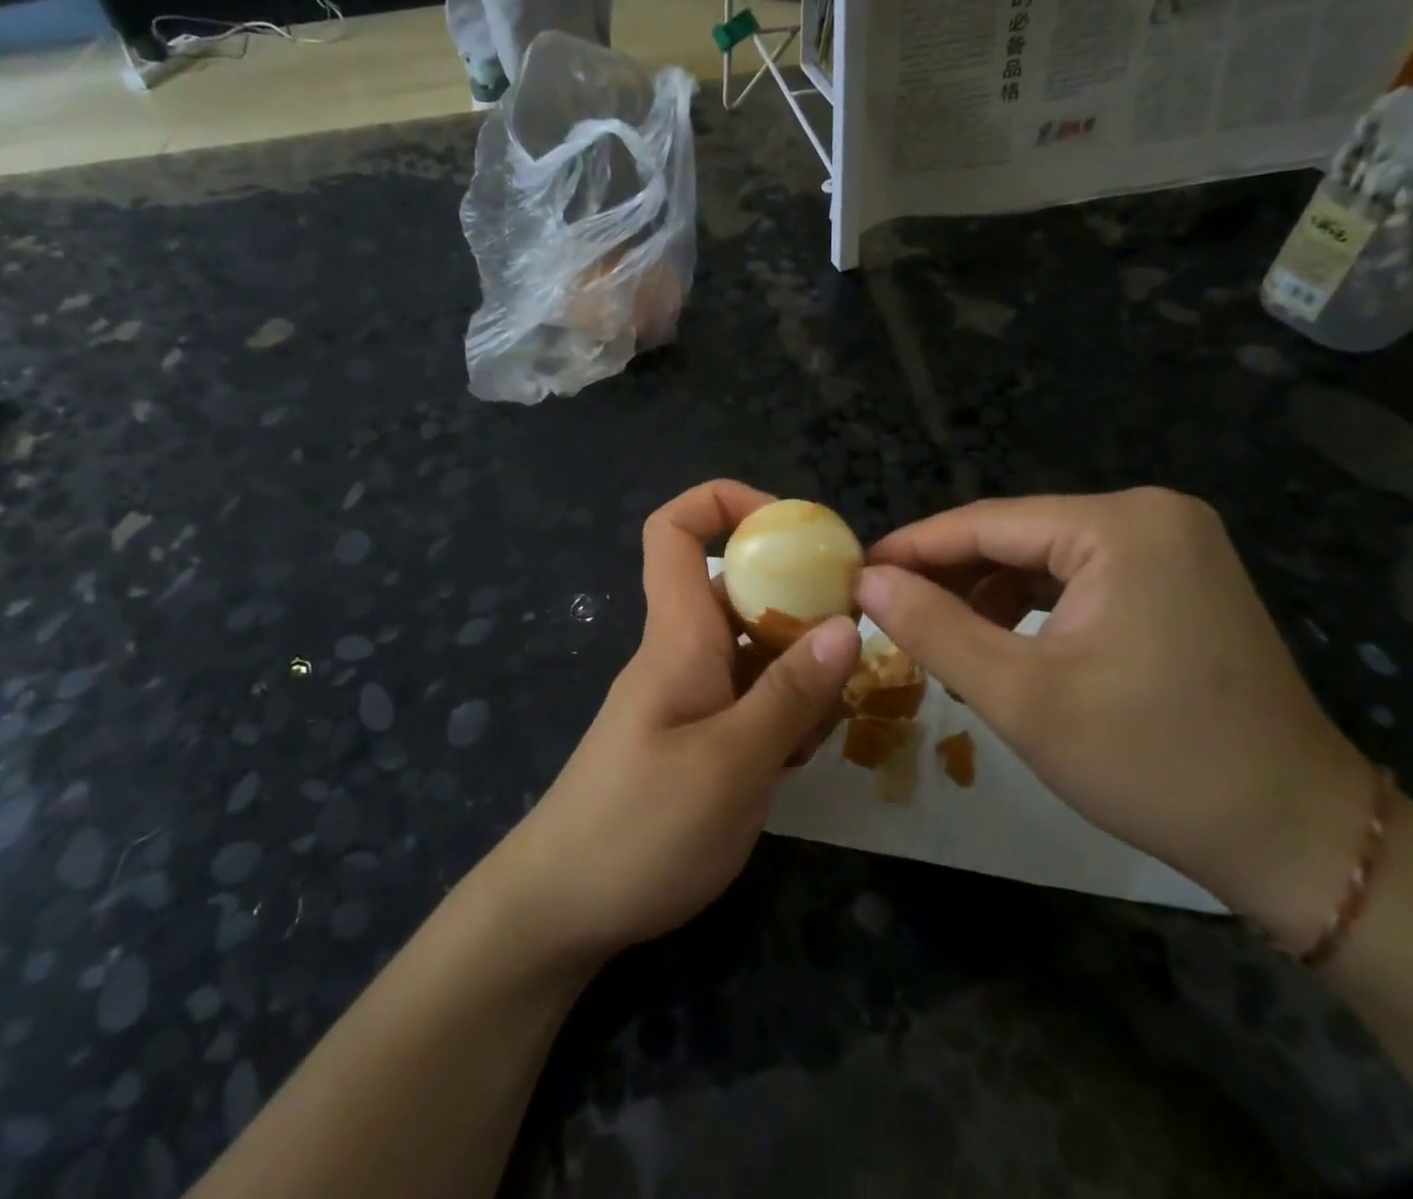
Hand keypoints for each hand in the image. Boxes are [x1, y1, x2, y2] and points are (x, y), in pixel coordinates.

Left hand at [485, 480, 859, 965]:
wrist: (561, 909)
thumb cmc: (640, 830)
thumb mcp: (731, 765)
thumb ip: (790, 695)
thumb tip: (846, 626)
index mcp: (678, 636)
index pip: (675, 530)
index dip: (726, 503)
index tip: (791, 527)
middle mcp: (681, 652)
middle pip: (738, 590)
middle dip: (797, 602)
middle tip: (851, 643)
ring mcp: (687, 696)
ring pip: (753, 649)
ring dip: (798, 670)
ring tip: (830, 719)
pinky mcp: (693, 736)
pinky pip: (747, 698)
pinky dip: (781, 712)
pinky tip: (801, 755)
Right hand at [856, 488, 1374, 949]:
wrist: (1297, 838)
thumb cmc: (1153, 763)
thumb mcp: (1020, 696)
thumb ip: (932, 628)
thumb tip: (865, 581)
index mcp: (1121, 526)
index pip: (985, 523)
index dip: (912, 549)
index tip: (854, 574)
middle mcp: (1152, 515)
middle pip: (1016, 536)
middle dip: (949, 577)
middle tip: (887, 614)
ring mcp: (1175, 545)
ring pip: (1044, 557)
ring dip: (987, 595)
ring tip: (942, 641)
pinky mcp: (1182, 578)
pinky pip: (1080, 576)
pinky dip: (1033, 607)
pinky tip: (1004, 646)